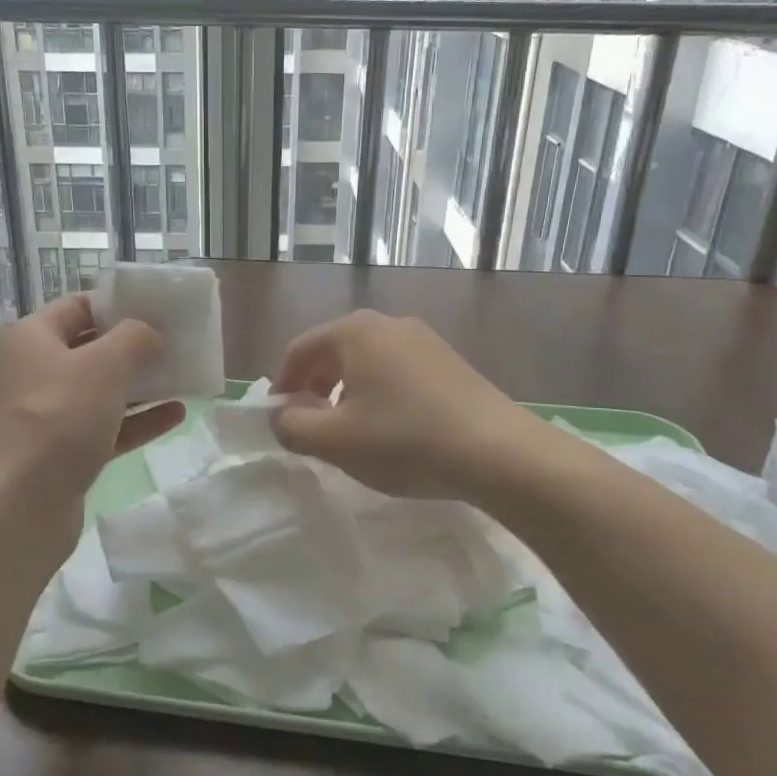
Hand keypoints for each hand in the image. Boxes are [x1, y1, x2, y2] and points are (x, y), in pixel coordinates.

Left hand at [0, 295, 184, 559]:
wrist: (19, 507)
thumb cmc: (59, 419)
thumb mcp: (104, 365)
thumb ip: (134, 339)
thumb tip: (150, 334)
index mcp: (33, 338)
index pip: (79, 306)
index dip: (118, 304)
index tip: (159, 308)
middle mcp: (36, 371)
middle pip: (92, 348)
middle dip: (135, 346)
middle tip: (178, 342)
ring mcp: (50, 415)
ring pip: (102, 390)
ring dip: (141, 384)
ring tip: (184, 375)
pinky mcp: (64, 453)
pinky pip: (108, 427)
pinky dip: (139, 420)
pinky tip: (176, 414)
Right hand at [270, 310, 540, 499]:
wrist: (497, 452)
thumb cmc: (404, 440)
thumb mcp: (335, 441)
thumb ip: (293, 426)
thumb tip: (280, 416)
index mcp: (354, 332)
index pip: (299, 349)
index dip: (282, 384)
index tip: (279, 418)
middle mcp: (388, 323)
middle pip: (333, 351)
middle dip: (314, 387)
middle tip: (310, 425)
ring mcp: (423, 339)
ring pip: (366, 361)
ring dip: (346, 392)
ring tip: (350, 430)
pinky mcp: (448, 360)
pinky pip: (397, 370)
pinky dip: (379, 392)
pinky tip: (391, 428)